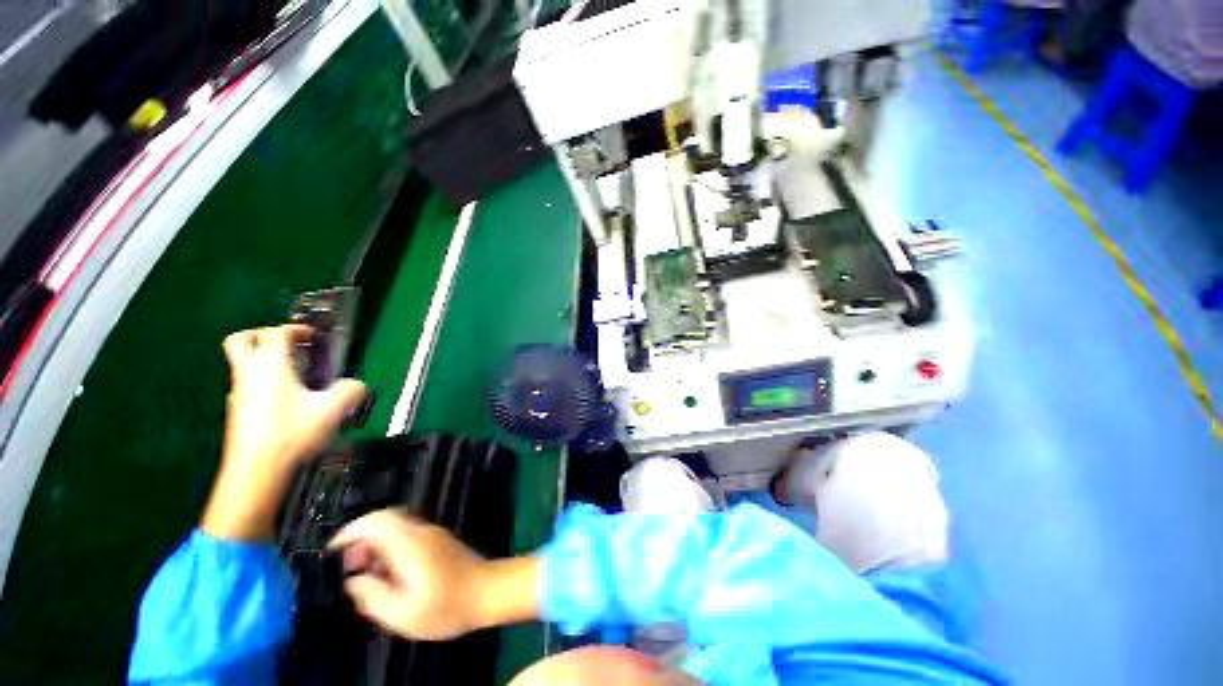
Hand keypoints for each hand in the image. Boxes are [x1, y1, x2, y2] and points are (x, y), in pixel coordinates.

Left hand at [201, 325, 365, 541]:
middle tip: (287, 344)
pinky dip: (264, 382)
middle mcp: (249, 374)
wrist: (256, 472)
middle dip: (262, 334)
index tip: (315, 336)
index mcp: (271, 366)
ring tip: (296, 375)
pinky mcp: (237, 411)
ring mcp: (239, 393)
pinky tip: (286, 400)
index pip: (276, 332)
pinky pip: (247, 385)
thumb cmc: (292, 434)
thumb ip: (350, 390)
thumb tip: (357, 384)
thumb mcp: (332, 410)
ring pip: (243, 364)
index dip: (296, 328)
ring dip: (265, 361)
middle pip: (241, 340)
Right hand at [329, 510, 539, 639]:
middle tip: (349, 567)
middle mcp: (421, 532)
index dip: (351, 530)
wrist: (489, 591)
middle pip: (386, 520)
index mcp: (410, 544)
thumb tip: (353, 581)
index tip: (332, 552)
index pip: (378, 521)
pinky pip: (407, 536)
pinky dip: (390, 548)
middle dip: (360, 538)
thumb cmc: (446, 606)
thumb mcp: (403, 614)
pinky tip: (388, 575)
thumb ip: (373, 596)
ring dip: (375, 545)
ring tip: (366, 575)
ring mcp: (432, 534)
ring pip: (396, 527)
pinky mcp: (439, 541)